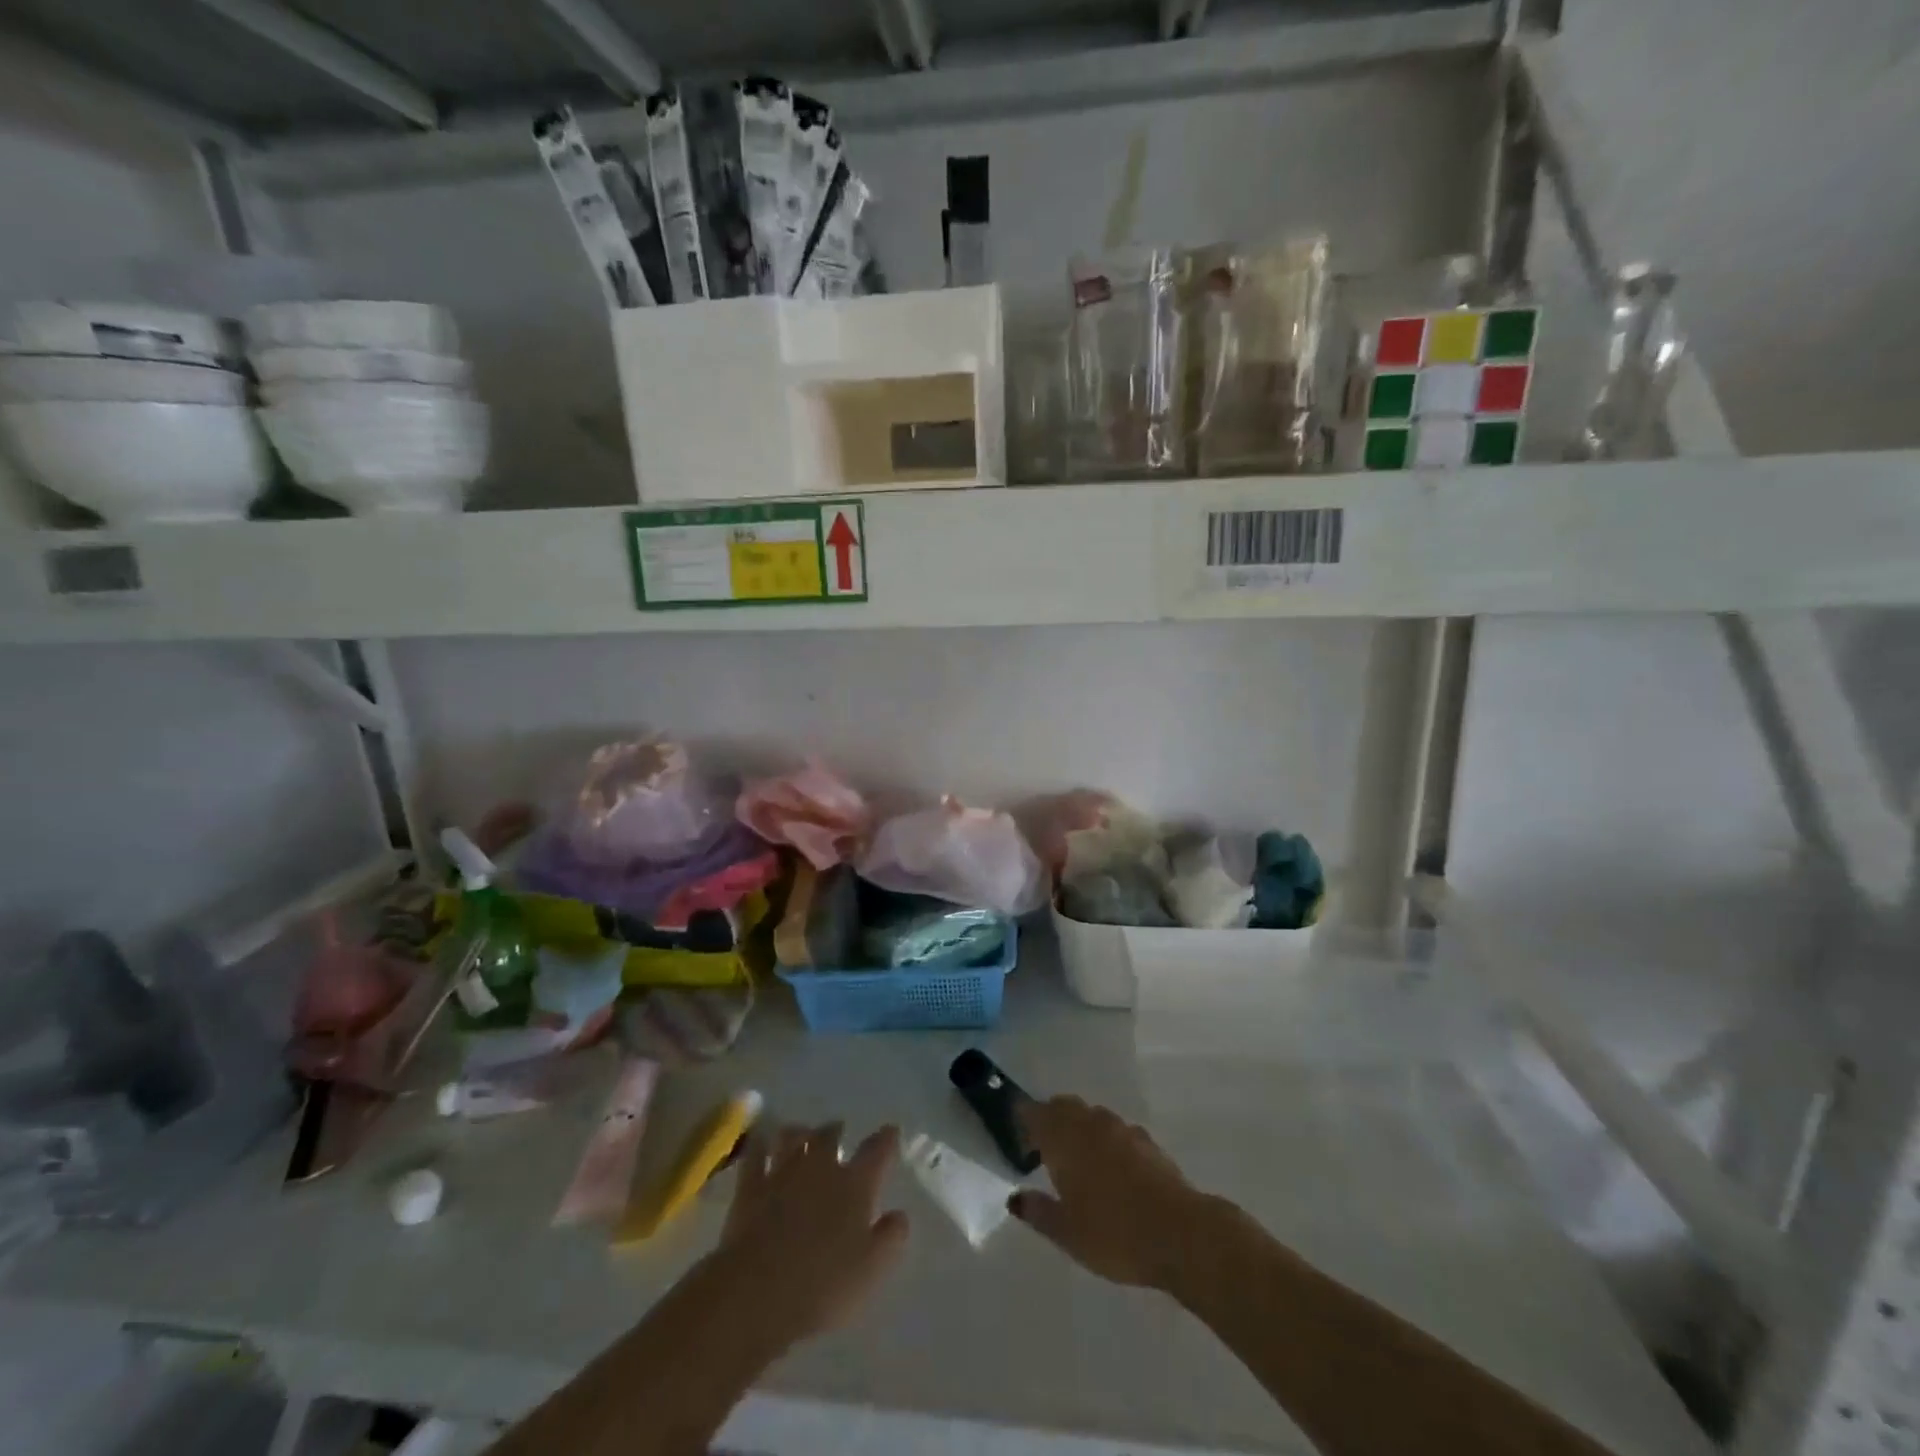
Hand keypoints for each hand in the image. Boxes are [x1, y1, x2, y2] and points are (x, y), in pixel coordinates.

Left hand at [710, 1122, 910, 1352]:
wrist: (757, 1294)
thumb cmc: (823, 1285)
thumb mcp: (871, 1270)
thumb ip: (891, 1238)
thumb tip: (900, 1214)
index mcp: (855, 1184)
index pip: (877, 1150)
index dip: (887, 1138)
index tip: (891, 1131)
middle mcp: (820, 1167)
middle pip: (829, 1135)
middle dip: (836, 1131)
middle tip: (838, 1131)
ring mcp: (782, 1172)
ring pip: (792, 1136)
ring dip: (799, 1132)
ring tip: (801, 1134)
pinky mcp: (750, 1187)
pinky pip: (755, 1153)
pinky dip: (760, 1144)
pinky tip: (761, 1142)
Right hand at [1010, 1096, 1203, 1290]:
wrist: (1180, 1233)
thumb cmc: (1114, 1234)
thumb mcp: (1067, 1233)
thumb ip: (1038, 1211)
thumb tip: (1015, 1197)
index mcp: (1064, 1139)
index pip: (1035, 1113)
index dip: (1023, 1121)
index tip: (1019, 1140)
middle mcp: (1090, 1123)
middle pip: (1063, 1106)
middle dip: (1050, 1119)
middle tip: (1043, 1148)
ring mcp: (1121, 1128)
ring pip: (1091, 1115)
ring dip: (1078, 1127)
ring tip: (1077, 1159)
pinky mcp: (1147, 1141)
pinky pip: (1116, 1130)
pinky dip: (1105, 1139)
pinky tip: (1111, 1167)